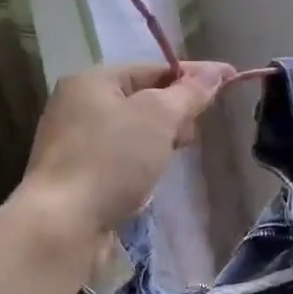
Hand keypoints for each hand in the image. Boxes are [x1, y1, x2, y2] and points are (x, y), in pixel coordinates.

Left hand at [21, 60, 234, 240]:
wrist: (62, 225)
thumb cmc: (111, 160)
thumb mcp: (158, 117)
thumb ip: (188, 93)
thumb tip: (215, 72)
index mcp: (92, 81)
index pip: (153, 68)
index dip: (193, 76)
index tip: (230, 81)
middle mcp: (77, 106)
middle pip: (141, 98)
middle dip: (174, 112)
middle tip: (193, 134)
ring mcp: (73, 143)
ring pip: (132, 132)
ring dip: (158, 141)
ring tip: (174, 157)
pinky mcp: (76, 178)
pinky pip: (119, 159)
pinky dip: (140, 164)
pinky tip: (149, 181)